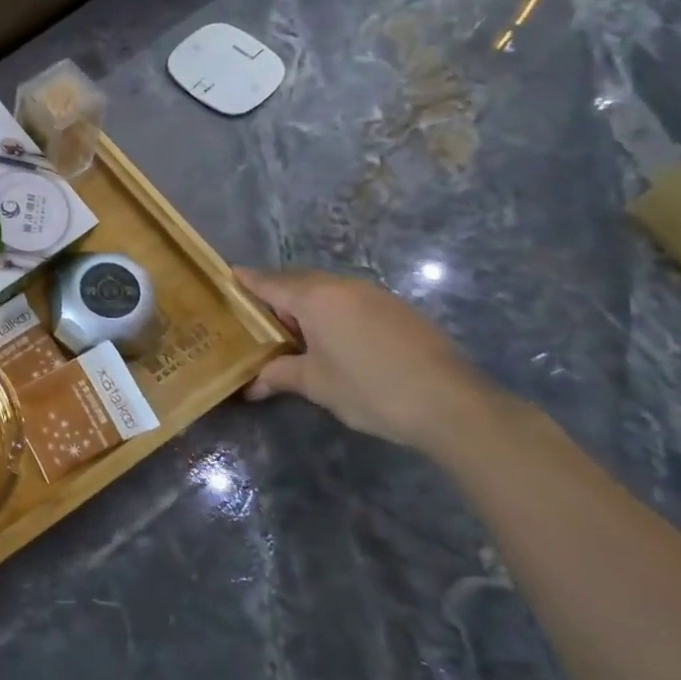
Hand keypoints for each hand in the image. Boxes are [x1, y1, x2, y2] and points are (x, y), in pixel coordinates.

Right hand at [233, 266, 511, 455]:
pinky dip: (335, 313)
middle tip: (257, 317)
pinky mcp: (399, 310)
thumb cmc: (370, 389)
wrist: (452, 404)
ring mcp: (375, 295)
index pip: (270, 283)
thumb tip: (251, 385)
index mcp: (315, 298)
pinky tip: (335, 340)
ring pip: (328, 291)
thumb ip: (279, 376)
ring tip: (295, 333)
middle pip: (299, 282)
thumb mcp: (317, 384)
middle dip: (277, 295)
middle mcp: (343, 286)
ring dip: (308, 306)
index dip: (247, 280)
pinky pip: (353, 301)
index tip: (228, 276)